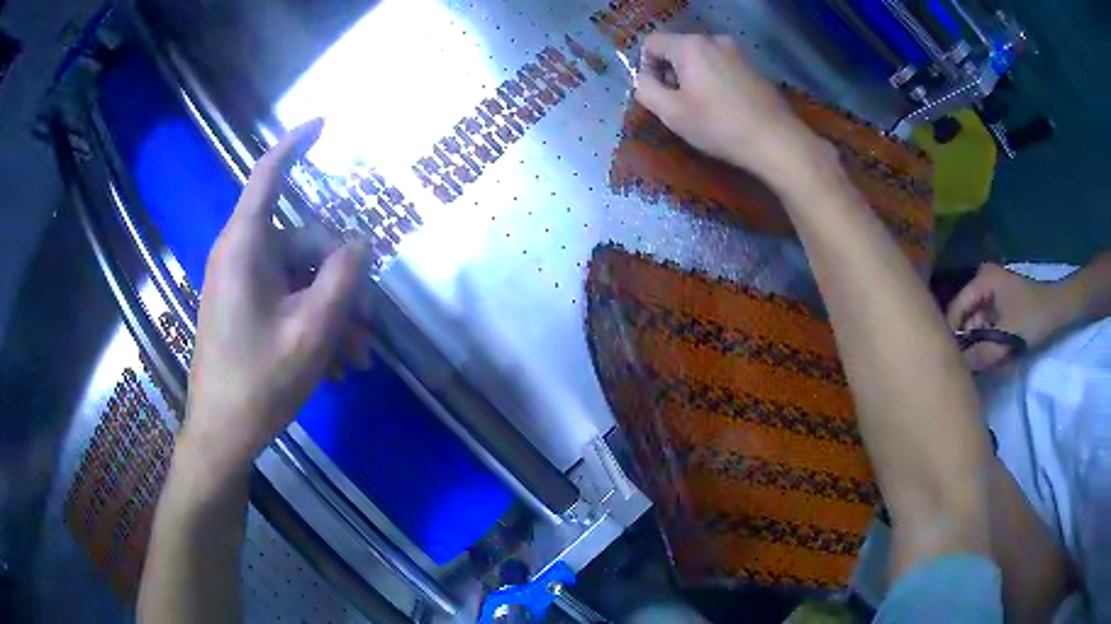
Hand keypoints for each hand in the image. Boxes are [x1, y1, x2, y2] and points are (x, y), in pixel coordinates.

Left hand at [181, 119, 372, 475]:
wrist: (222, 435)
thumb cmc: (259, 382)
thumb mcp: (312, 330)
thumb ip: (342, 277)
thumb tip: (361, 242)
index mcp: (245, 248)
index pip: (268, 176)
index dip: (295, 145)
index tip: (323, 125)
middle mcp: (241, 257)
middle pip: (304, 244)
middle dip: (341, 283)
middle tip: (368, 330)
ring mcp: (241, 285)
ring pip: (301, 280)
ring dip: (333, 313)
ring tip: (355, 359)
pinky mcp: (244, 310)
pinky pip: (287, 301)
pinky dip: (313, 325)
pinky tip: (334, 364)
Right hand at [633, 33, 819, 182]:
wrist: (776, 141)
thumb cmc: (719, 126)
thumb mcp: (672, 113)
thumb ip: (645, 90)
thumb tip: (642, 80)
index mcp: (690, 45)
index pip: (651, 43)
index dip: (646, 67)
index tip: (657, 94)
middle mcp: (714, 40)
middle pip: (677, 49)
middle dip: (671, 73)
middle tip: (680, 105)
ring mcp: (737, 52)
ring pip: (701, 59)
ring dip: (694, 78)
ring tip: (704, 109)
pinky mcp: (754, 67)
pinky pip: (722, 67)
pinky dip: (715, 81)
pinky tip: (725, 108)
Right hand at [946, 263, 1073, 370]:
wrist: (1057, 309)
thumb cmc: (1033, 318)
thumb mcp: (1008, 338)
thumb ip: (983, 354)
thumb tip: (958, 369)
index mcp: (981, 280)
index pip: (955, 310)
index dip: (952, 338)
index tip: (953, 365)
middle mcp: (981, 280)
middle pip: (964, 317)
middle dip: (967, 343)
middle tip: (971, 368)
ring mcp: (990, 290)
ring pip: (974, 323)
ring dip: (978, 344)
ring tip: (984, 363)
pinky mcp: (998, 301)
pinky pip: (984, 323)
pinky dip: (986, 340)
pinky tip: (993, 354)